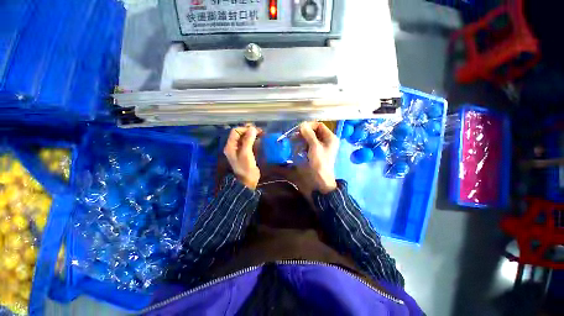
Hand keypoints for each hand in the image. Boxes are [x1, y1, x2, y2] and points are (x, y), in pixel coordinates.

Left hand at [224, 125, 260, 188]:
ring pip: (245, 138)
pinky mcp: (245, 153)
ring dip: (252, 135)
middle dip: (249, 131)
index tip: (255, 130)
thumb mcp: (246, 153)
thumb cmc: (246, 168)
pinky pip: (249, 143)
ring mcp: (239, 150)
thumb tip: (252, 128)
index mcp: (230, 146)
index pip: (235, 131)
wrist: (247, 181)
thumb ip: (248, 140)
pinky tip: (260, 140)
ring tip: (262, 134)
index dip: (245, 129)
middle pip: (240, 134)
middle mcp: (233, 146)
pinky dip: (254, 140)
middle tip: (260, 131)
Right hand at [299, 121, 338, 192]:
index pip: (319, 125)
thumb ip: (309, 134)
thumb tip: (302, 124)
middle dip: (303, 133)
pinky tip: (297, 149)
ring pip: (310, 138)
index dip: (309, 125)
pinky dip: (302, 145)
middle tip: (294, 136)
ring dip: (301, 139)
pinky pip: (308, 145)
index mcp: (330, 137)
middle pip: (314, 131)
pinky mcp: (315, 152)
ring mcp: (320, 147)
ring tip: (294, 142)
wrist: (320, 179)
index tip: (299, 129)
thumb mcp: (315, 147)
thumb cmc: (320, 162)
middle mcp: (326, 140)